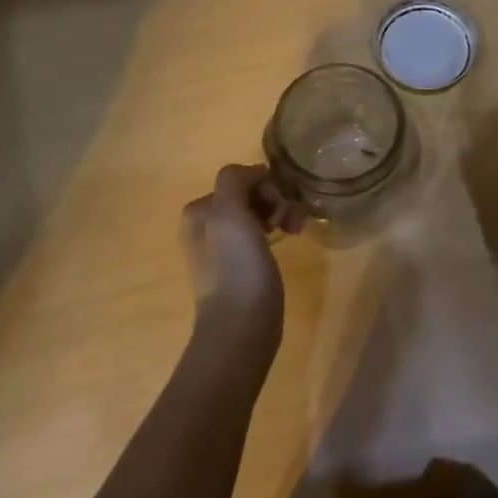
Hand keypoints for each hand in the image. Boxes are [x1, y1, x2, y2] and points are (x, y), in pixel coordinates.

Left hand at [180, 165, 305, 349]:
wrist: (242, 324)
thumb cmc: (236, 266)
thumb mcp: (228, 213)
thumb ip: (234, 181)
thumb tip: (255, 172)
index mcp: (199, 211)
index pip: (239, 179)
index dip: (265, 186)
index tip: (280, 204)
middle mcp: (206, 226)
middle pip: (250, 195)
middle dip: (276, 200)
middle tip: (291, 220)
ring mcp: (224, 248)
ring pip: (259, 213)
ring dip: (282, 213)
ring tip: (297, 229)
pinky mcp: (242, 266)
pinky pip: (262, 234)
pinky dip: (279, 230)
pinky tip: (291, 238)